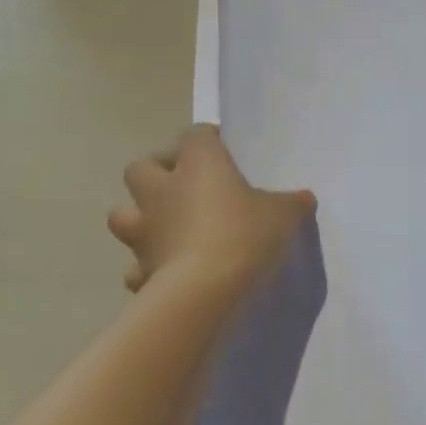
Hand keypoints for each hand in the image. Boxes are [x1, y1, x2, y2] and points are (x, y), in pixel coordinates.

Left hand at [108, 125, 314, 293]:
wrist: (205, 290)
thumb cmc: (245, 235)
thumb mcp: (283, 215)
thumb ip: (292, 203)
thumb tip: (304, 198)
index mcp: (198, 165)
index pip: (194, 135)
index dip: (207, 139)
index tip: (224, 148)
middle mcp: (162, 191)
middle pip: (141, 166)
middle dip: (157, 172)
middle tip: (184, 184)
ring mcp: (144, 231)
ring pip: (121, 214)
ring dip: (139, 217)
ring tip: (167, 228)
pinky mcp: (140, 269)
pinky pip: (135, 265)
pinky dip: (146, 268)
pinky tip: (165, 273)